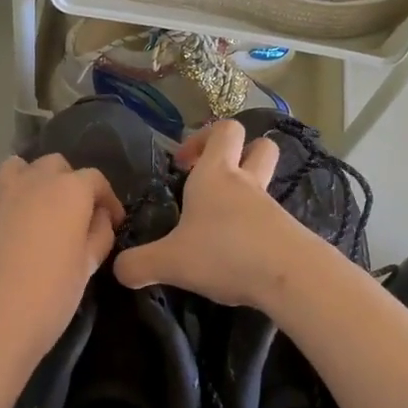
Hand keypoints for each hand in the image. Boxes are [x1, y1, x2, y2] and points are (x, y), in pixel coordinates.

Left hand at [0, 153, 123, 364]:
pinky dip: (15, 198)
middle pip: (58, 167)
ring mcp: (0, 192)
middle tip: (79, 220)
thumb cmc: (47, 297)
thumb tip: (99, 219)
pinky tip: (19, 230)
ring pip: (25, 169)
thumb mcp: (86, 268)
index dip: (108, 200)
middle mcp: (34, 179)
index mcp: (69, 189)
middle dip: (73, 185)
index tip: (114, 223)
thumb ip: (98, 235)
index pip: (95, 179)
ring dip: (39, 183)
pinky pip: (2, 190)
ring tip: (45, 216)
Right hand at [113, 121, 307, 308]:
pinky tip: (239, 255)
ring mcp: (271, 207)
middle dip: (239, 154)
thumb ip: (139, 264)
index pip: (223, 130)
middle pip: (258, 146)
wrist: (290, 277)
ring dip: (245, 196)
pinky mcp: (288, 233)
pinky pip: (271, 219)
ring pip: (264, 184)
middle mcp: (246, 183)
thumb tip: (118, 270)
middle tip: (212, 180)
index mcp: (216, 174)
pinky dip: (255, 229)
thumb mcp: (170, 262)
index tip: (183, 163)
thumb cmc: (224, 253)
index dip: (203, 137)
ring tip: (220, 227)